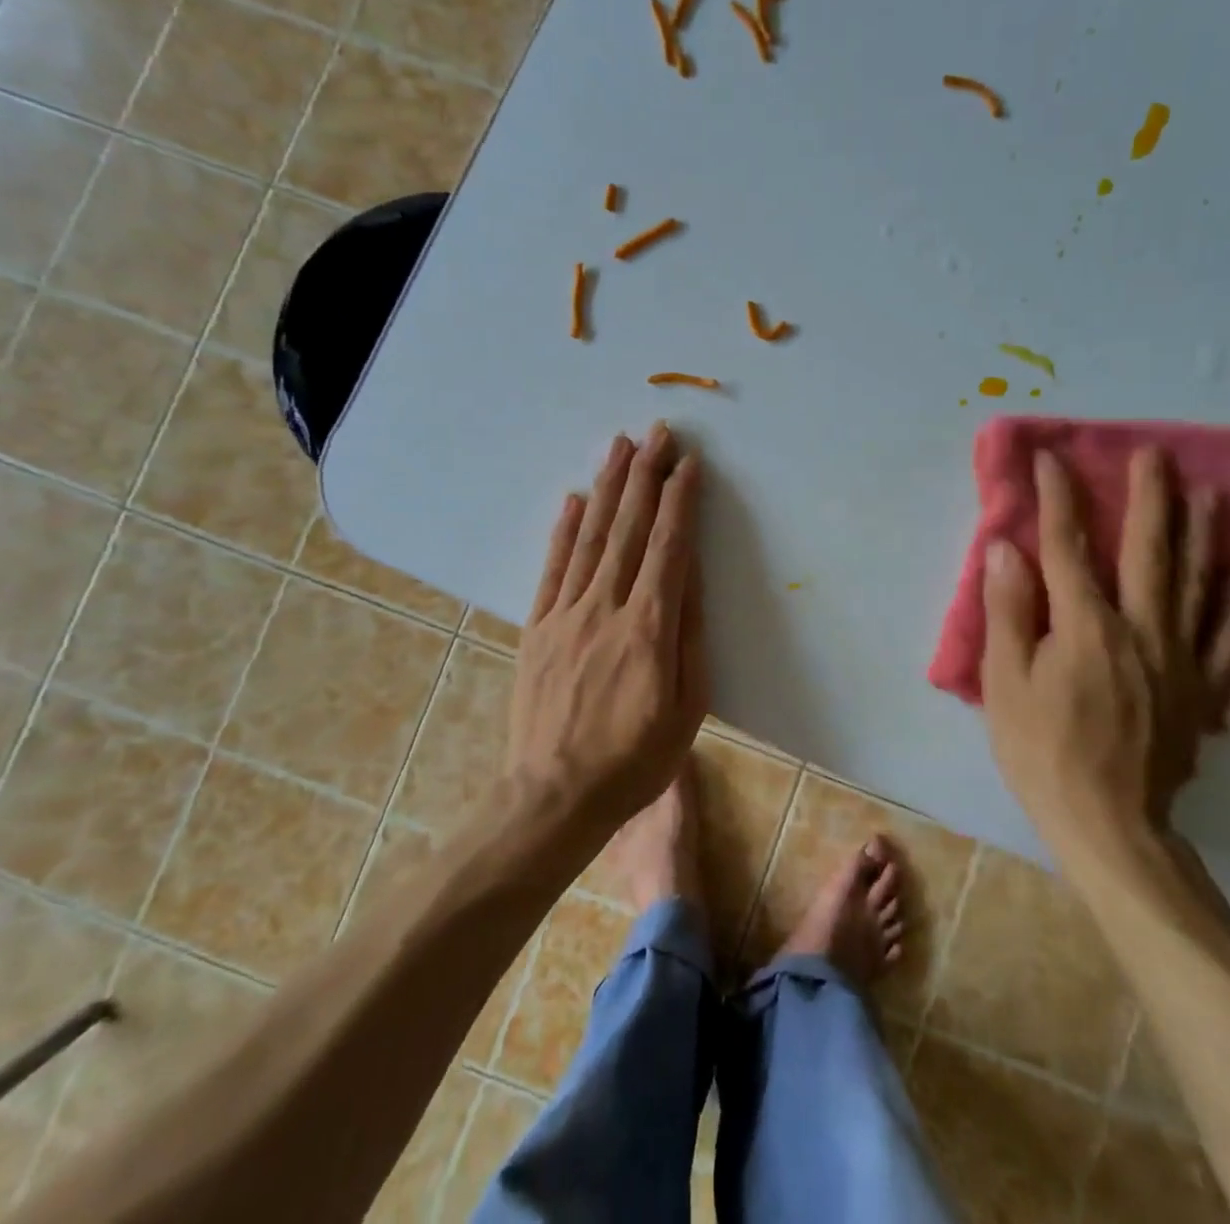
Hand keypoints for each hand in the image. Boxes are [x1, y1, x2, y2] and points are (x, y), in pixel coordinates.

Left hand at [507, 424, 709, 832]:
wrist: (555, 797)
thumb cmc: (635, 760)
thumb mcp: (687, 707)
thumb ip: (689, 635)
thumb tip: (690, 574)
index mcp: (650, 627)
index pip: (669, 546)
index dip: (679, 500)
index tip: (688, 463)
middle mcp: (606, 607)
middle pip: (629, 528)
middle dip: (645, 475)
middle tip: (657, 432)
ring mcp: (566, 614)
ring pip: (591, 536)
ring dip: (607, 488)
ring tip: (620, 446)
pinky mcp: (538, 628)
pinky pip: (552, 568)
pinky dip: (564, 530)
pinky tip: (573, 499)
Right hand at [979, 446, 1229, 873]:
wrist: (1110, 825)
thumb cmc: (1043, 751)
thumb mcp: (1006, 682)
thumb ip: (1009, 611)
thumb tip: (1007, 548)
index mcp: (1085, 625)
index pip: (1068, 547)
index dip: (1059, 499)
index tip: (1052, 458)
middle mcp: (1140, 628)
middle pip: (1147, 550)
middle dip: (1148, 497)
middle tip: (1155, 454)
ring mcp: (1181, 658)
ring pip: (1195, 582)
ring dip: (1200, 533)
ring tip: (1210, 493)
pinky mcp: (1204, 690)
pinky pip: (1229, 636)